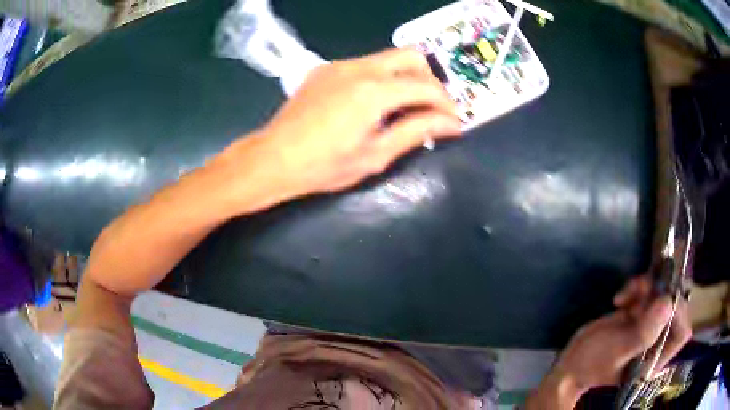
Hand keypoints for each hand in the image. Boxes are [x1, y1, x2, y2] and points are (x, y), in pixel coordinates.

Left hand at [220, 48, 460, 200]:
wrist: (272, 158)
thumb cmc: (324, 165)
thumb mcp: (375, 155)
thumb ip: (416, 132)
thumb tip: (450, 124)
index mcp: (373, 91)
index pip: (426, 86)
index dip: (446, 104)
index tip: (453, 122)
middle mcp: (359, 67)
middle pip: (412, 56)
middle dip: (430, 80)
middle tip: (431, 109)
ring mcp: (340, 64)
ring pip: (388, 58)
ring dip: (406, 78)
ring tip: (405, 108)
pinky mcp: (326, 69)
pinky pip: (366, 64)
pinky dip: (382, 78)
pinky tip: (374, 103)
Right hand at [556, 276, 691, 391]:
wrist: (573, 360)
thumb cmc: (592, 362)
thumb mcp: (616, 351)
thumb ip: (643, 333)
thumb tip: (668, 302)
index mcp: (655, 359)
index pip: (681, 333)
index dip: (678, 313)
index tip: (661, 299)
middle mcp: (658, 342)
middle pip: (674, 307)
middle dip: (660, 293)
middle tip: (640, 288)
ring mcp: (650, 327)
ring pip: (662, 294)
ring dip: (646, 287)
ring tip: (626, 293)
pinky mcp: (641, 314)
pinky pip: (649, 292)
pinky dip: (636, 287)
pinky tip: (621, 297)